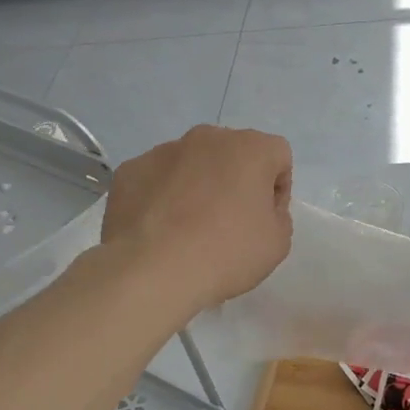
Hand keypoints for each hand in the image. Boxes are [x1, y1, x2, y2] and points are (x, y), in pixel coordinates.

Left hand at [102, 126, 292, 314]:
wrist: (152, 271)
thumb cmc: (226, 253)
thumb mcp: (278, 243)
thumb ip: (278, 215)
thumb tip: (260, 208)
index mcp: (250, 148)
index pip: (277, 156)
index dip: (277, 189)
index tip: (265, 220)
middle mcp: (207, 138)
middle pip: (232, 154)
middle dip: (234, 181)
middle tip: (229, 223)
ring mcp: (163, 151)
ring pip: (191, 164)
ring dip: (197, 186)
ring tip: (188, 229)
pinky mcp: (130, 170)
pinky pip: (156, 179)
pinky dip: (162, 197)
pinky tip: (159, 230)